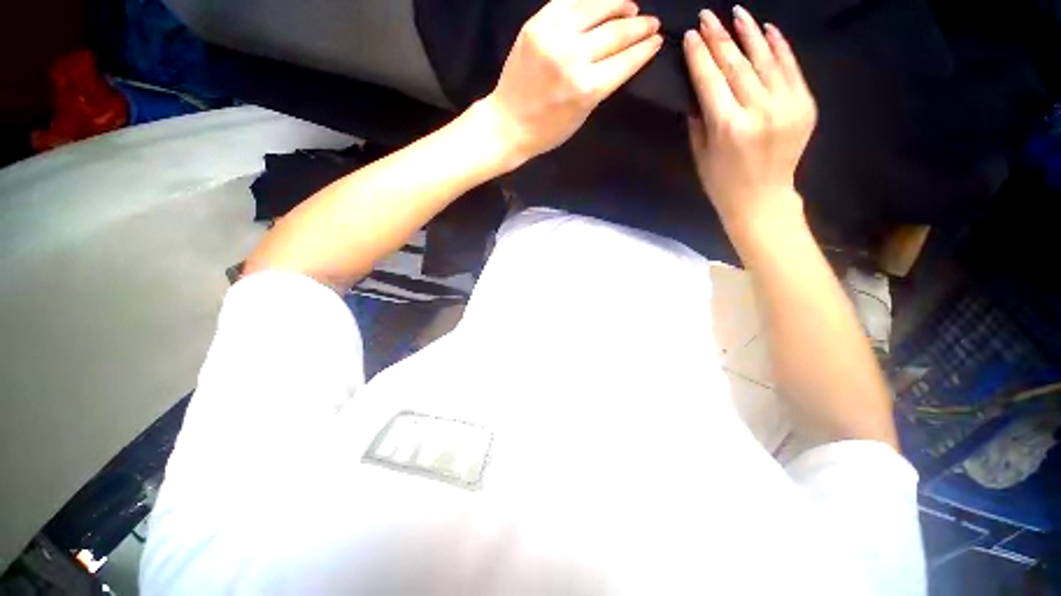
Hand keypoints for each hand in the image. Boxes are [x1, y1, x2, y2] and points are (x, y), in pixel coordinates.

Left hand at [481, 0, 662, 166]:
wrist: (508, 123)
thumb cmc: (547, 130)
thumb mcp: (582, 116)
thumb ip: (601, 86)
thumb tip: (621, 59)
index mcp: (587, 89)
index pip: (626, 61)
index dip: (645, 49)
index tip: (657, 41)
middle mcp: (574, 58)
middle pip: (616, 33)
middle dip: (639, 26)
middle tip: (651, 22)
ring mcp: (553, 37)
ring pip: (595, 7)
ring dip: (619, 4)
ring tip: (631, 6)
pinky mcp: (536, 25)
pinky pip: (568, 1)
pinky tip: (602, 0)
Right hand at [683, 7, 815, 229]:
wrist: (762, 199)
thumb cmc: (722, 182)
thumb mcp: (700, 155)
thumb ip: (700, 119)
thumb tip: (699, 87)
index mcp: (728, 127)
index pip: (711, 80)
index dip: (700, 56)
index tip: (691, 34)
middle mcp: (759, 110)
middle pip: (737, 65)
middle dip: (720, 38)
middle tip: (708, 16)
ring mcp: (787, 105)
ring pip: (766, 59)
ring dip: (749, 33)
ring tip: (736, 13)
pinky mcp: (805, 105)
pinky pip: (791, 68)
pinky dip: (779, 47)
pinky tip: (767, 30)